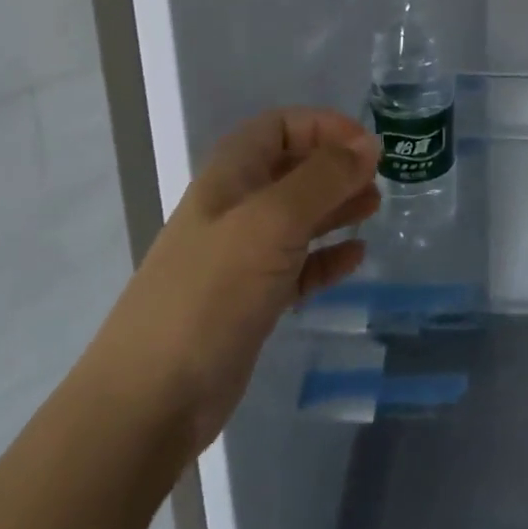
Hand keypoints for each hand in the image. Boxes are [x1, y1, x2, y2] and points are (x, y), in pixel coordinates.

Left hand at [83, 109, 380, 450]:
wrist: (150, 401)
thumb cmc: (212, 291)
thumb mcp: (273, 221)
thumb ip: (324, 178)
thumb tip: (369, 144)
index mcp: (231, 175)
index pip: (281, 126)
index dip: (324, 126)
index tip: (367, 145)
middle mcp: (236, 207)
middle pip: (293, 168)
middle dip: (336, 166)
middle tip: (378, 179)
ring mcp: (242, 256)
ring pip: (298, 217)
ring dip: (336, 207)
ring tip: (374, 208)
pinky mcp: (251, 301)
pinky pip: (298, 266)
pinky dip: (326, 257)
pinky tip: (356, 258)